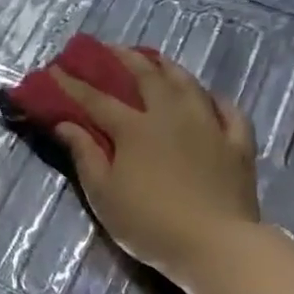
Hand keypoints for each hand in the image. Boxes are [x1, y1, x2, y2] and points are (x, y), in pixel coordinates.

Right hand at [52, 45, 261, 284]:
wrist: (215, 245)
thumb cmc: (149, 222)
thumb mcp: (103, 193)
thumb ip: (85, 154)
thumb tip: (65, 124)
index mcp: (135, 128)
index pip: (97, 99)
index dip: (73, 84)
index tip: (55, 70)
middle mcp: (172, 115)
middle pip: (146, 77)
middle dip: (123, 59)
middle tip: (108, 49)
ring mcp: (209, 126)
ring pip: (187, 84)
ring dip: (167, 67)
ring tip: (154, 58)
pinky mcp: (238, 144)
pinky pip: (228, 111)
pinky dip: (214, 99)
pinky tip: (207, 97)